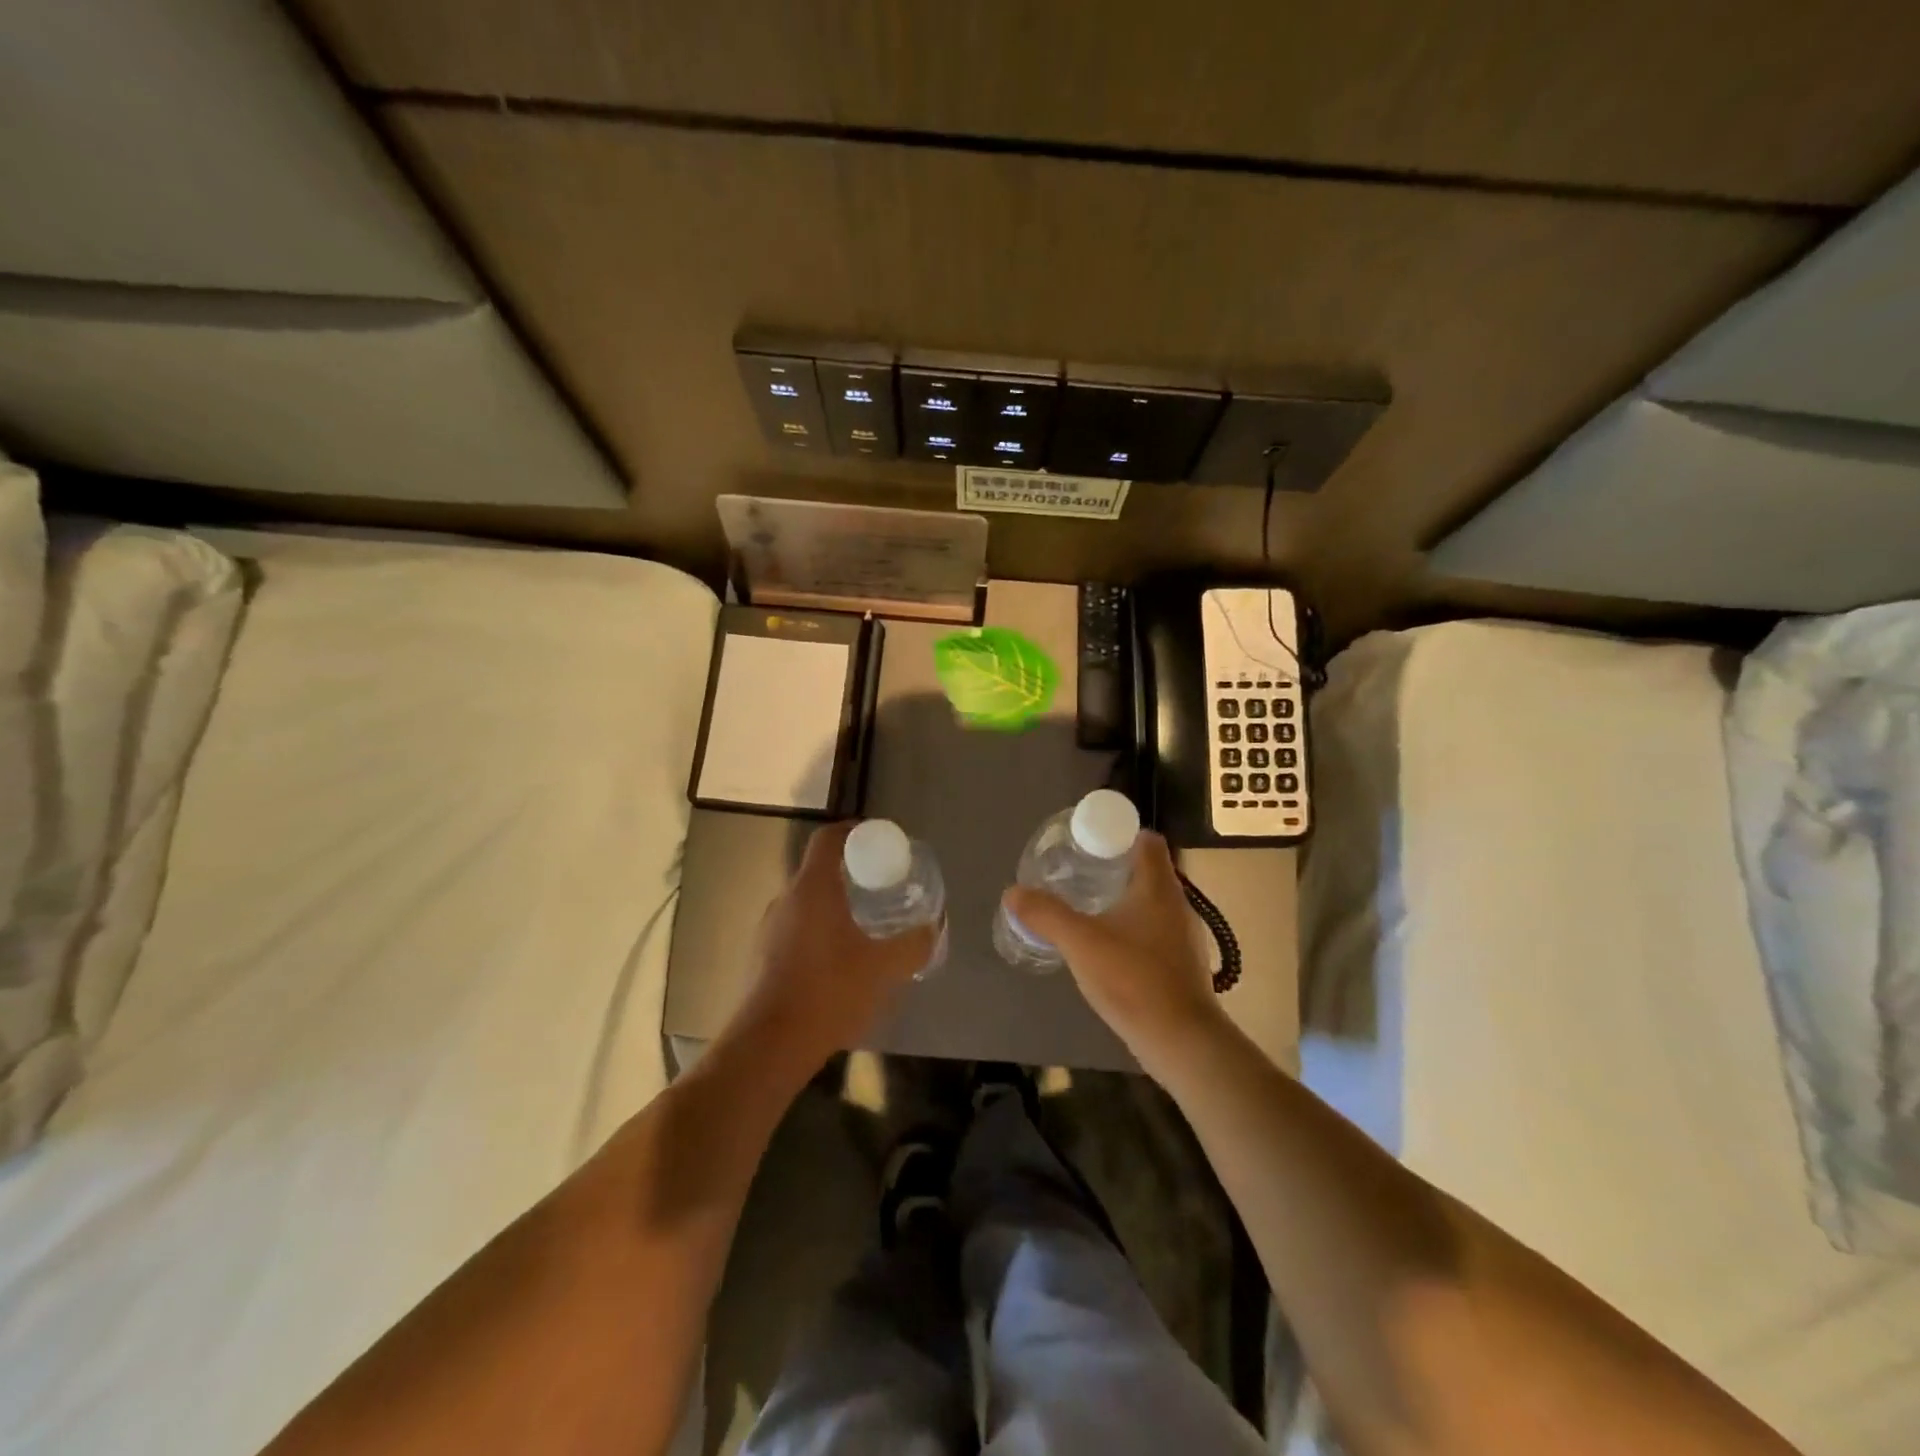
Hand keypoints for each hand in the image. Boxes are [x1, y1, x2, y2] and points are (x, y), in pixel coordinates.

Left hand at [727, 822, 935, 1076]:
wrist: (770, 1045)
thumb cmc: (829, 992)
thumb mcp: (884, 968)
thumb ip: (913, 944)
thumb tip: (932, 929)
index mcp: (812, 888)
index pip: (829, 838)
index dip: (854, 831)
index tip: (878, 841)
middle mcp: (785, 900)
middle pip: (819, 871)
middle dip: (851, 875)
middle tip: (882, 890)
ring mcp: (768, 930)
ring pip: (807, 904)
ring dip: (834, 908)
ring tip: (865, 929)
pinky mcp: (761, 958)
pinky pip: (796, 931)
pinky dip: (819, 934)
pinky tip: (839, 964)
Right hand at [1002, 831, 1224, 1064]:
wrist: (1182, 1042)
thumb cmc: (1134, 980)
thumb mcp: (1081, 943)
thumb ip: (1046, 915)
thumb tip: (1013, 892)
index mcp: (1158, 887)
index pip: (1147, 839)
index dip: (1119, 834)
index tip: (1088, 844)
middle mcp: (1177, 904)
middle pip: (1147, 869)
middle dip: (1113, 867)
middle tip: (1077, 875)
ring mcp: (1184, 936)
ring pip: (1151, 902)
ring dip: (1122, 900)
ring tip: (1087, 909)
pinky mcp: (1182, 964)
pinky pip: (1155, 931)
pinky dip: (1132, 929)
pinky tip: (1108, 948)